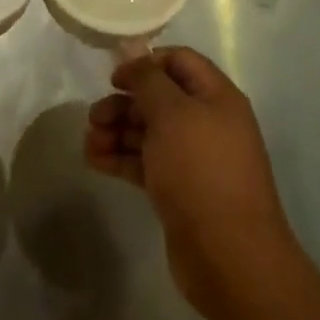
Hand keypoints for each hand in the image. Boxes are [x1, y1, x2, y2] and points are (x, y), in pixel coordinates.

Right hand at [85, 47, 297, 318]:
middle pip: (160, 98)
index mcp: (217, 97)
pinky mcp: (181, 192)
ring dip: (118, 131)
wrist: (230, 258)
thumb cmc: (200, 170)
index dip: (146, 63)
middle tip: (94, 116)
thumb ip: (148, 80)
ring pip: (150, 133)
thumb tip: (135, 60)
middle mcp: (209, 123)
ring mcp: (195, 160)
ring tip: (89, 141)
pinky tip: (95, 160)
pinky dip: (122, 158)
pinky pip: (147, 163)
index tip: (116, 77)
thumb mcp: (171, 113)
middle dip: (125, 103)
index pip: (180, 61)